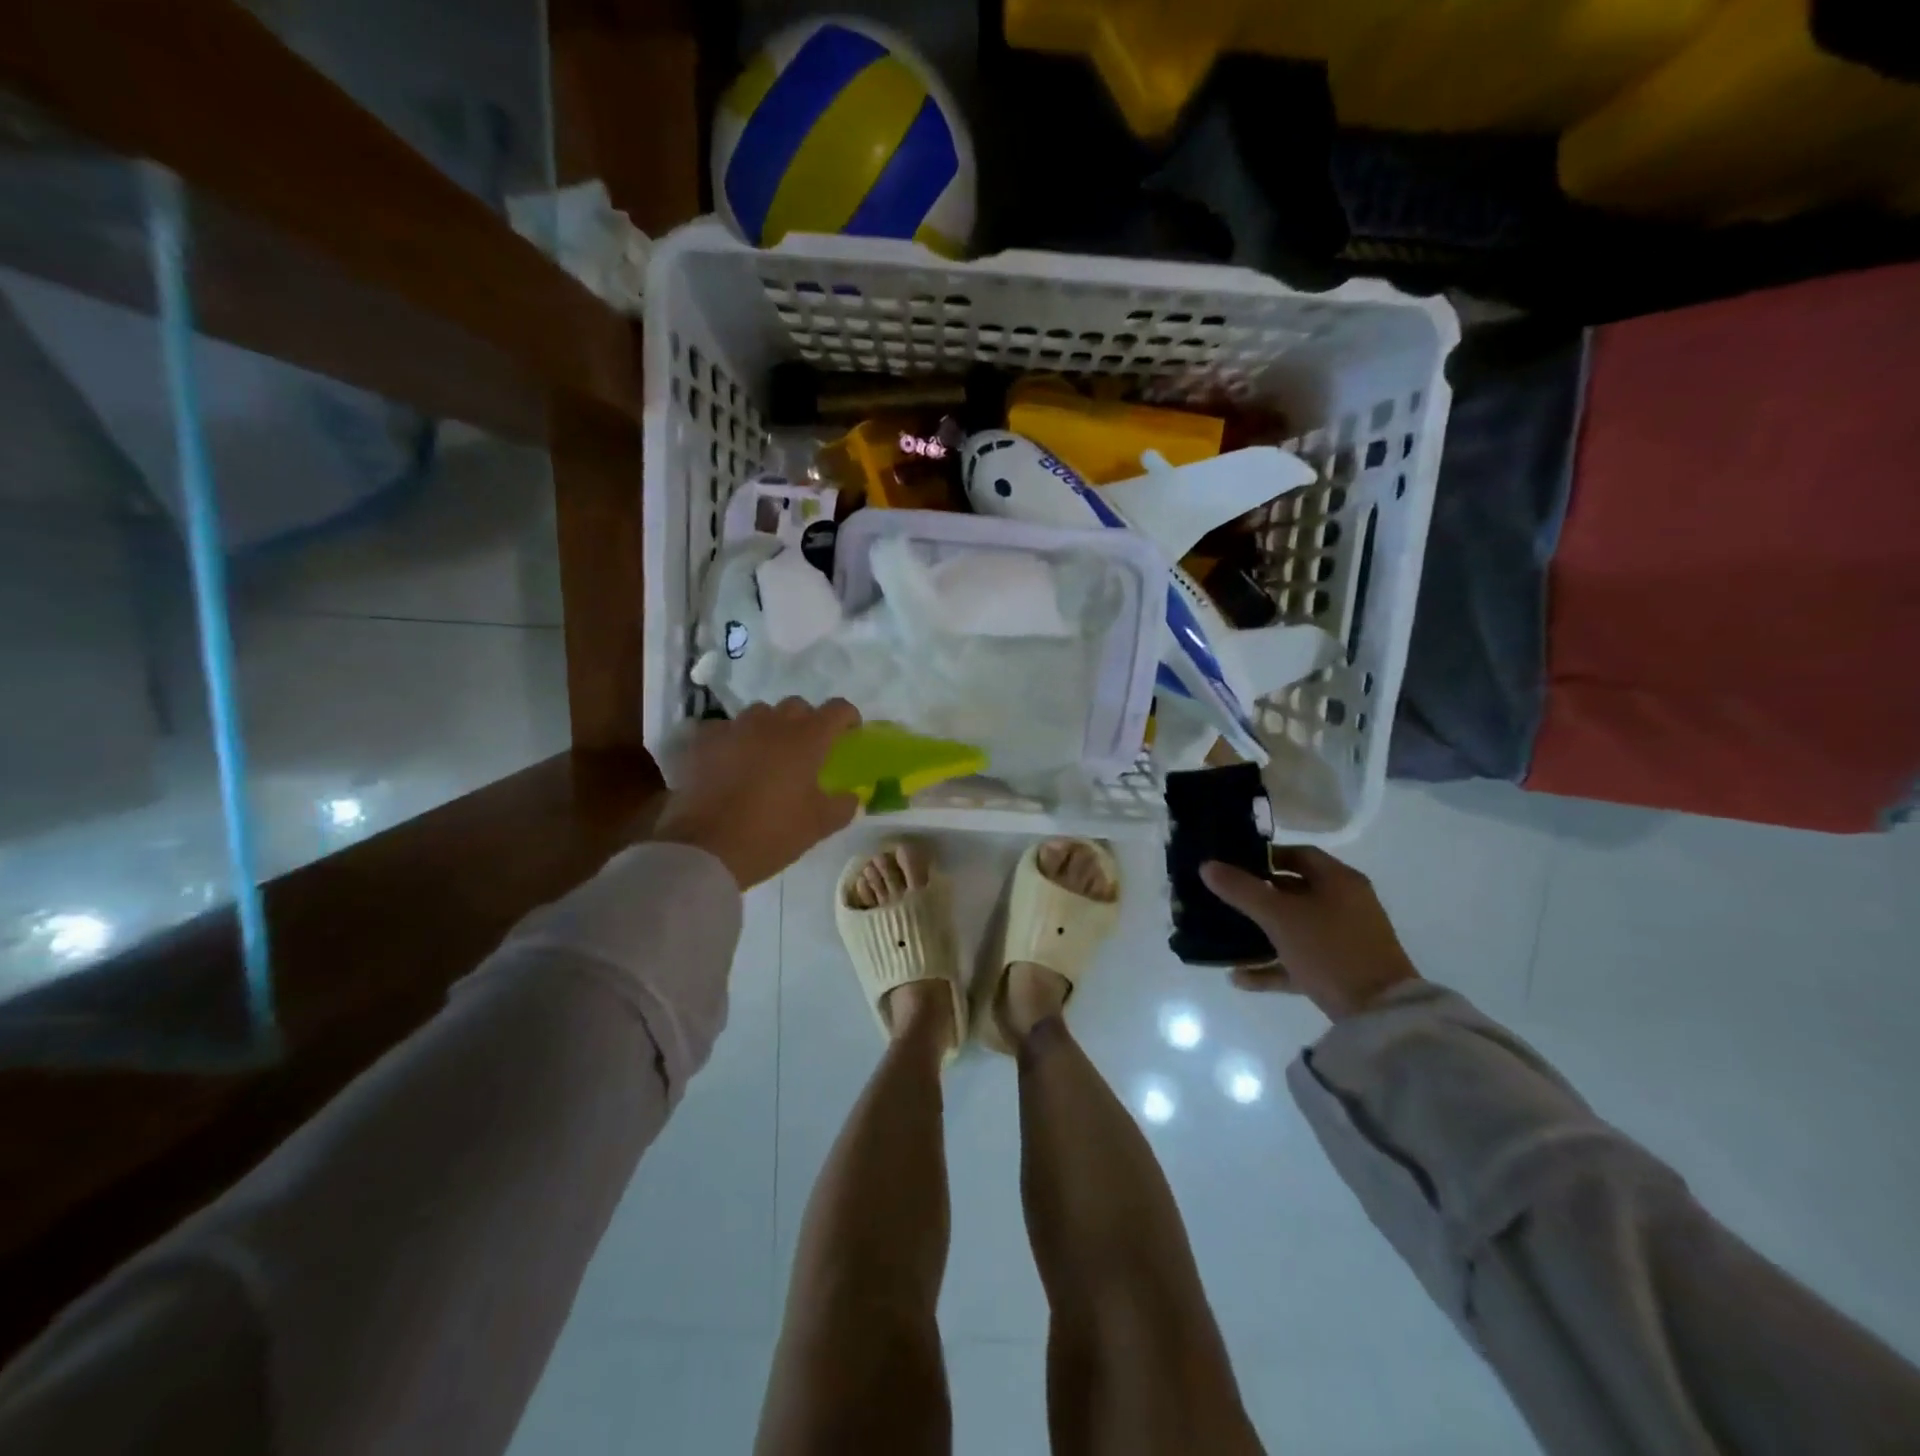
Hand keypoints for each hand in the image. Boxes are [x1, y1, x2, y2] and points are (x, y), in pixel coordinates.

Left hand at [652, 698, 862, 889]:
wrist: (704, 849)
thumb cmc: (770, 833)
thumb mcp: (818, 826)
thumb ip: (842, 806)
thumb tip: (851, 797)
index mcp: (806, 739)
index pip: (837, 710)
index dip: (848, 718)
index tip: (849, 734)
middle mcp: (772, 724)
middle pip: (797, 706)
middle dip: (807, 722)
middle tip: (807, 750)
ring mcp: (734, 729)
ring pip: (759, 714)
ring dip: (769, 727)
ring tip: (767, 754)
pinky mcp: (702, 741)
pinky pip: (724, 729)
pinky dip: (733, 740)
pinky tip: (730, 761)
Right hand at [1200, 848, 1420, 1020]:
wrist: (1379, 1013)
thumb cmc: (1329, 949)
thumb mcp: (1279, 916)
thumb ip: (1241, 890)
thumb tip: (1207, 866)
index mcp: (1339, 881)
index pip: (1299, 855)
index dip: (1265, 856)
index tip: (1234, 864)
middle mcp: (1346, 904)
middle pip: (1295, 891)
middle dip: (1257, 896)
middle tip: (1224, 899)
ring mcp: (1346, 939)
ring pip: (1295, 927)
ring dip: (1260, 934)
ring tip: (1226, 939)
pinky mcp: (1342, 970)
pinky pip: (1299, 960)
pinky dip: (1272, 966)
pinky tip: (1239, 978)